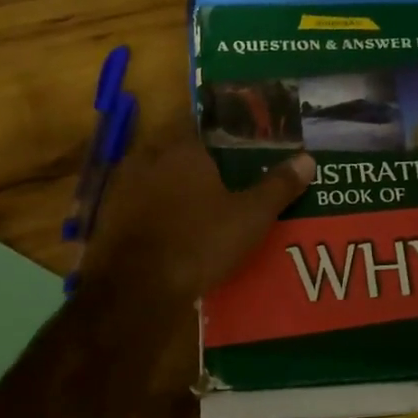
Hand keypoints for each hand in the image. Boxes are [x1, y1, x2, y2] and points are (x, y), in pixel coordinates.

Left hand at [86, 121, 313, 301]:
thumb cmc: (200, 242)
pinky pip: (141, 207)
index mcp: (183, 149)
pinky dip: (156, 215)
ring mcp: (123, 188)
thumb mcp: (250, 217)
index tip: (242, 153)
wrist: (137, 289)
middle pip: (180, 154)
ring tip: (202, 211)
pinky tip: (174, 234)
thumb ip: (278, 186)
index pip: (205, 128)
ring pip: (157, 180)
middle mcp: (148, 158)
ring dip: (176, 191)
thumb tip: (307, 158)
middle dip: (200, 167)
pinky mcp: (110, 218)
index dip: (225, 139)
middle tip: (227, 184)